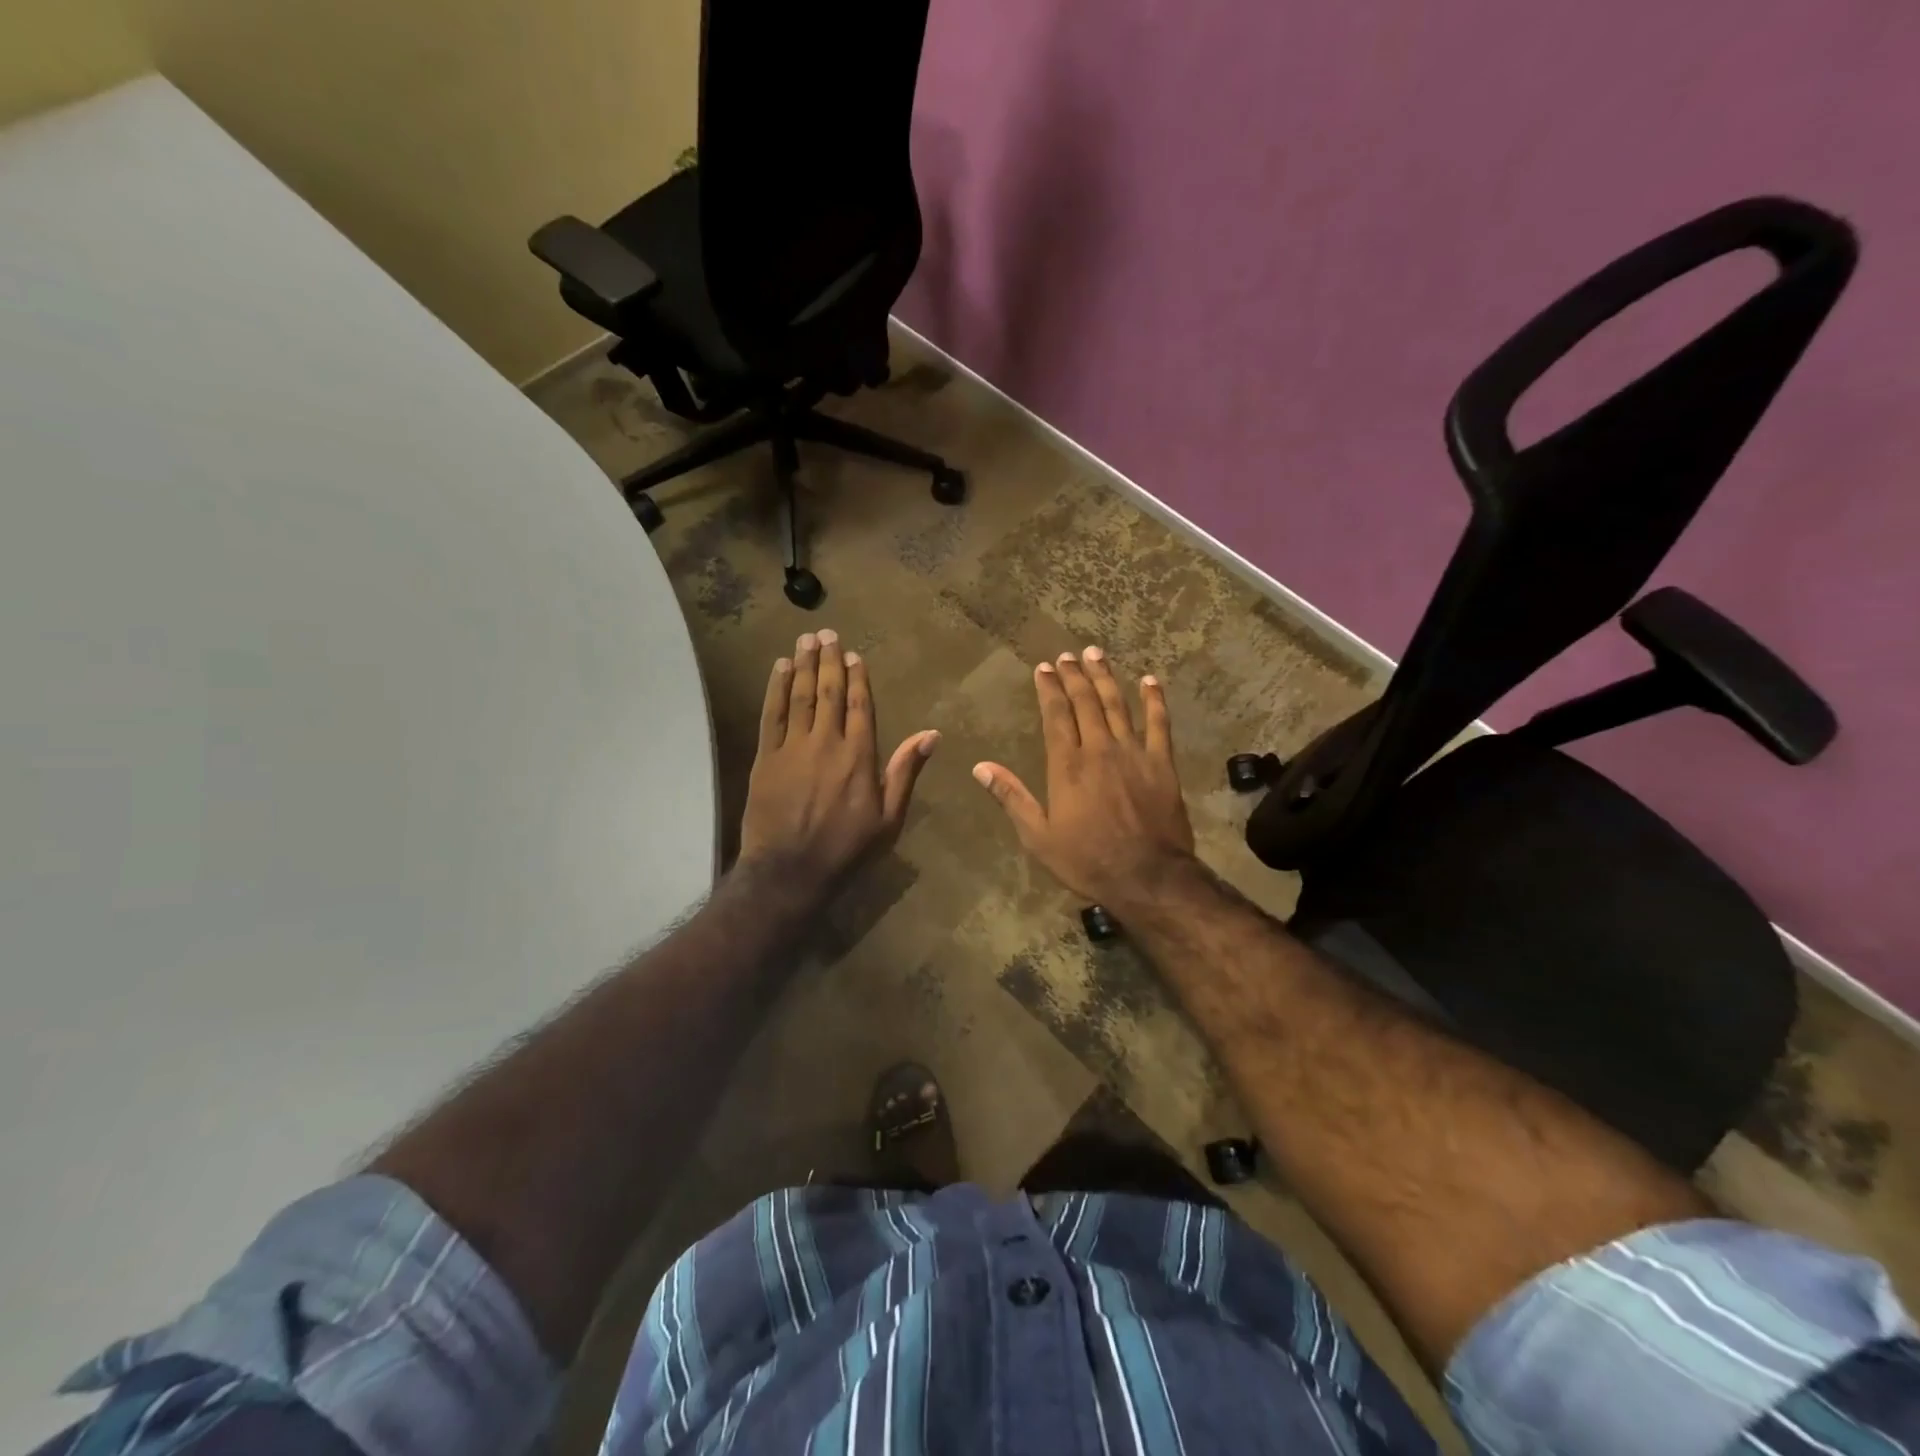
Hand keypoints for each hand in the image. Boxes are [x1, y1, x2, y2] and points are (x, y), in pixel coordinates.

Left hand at [738, 629, 937, 893]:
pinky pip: (771, 713)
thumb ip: (906, 772)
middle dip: (829, 661)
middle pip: (829, 692)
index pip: (861, 705)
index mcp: (860, 756)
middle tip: (826, 634)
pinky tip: (779, 668)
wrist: (790, 871)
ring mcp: (792, 747)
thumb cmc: (847, 849)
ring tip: (805, 640)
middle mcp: (827, 742)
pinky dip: (775, 688)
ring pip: (800, 696)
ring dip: (803, 665)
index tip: (854, 654)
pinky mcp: (765, 757)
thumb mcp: (889, 818)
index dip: (858, 677)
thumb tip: (931, 734)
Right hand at [972, 646, 1198, 909]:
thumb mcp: (1038, 837)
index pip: (1056, 715)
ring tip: (1096, 654)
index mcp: (1067, 766)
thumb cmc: (1087, 860)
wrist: (1147, 877)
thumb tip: (980, 767)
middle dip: (1074, 676)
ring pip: (1118, 705)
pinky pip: (1160, 723)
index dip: (1049, 689)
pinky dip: (1155, 699)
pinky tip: (1150, 680)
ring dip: (1106, 678)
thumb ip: (1012, 797)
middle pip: (1085, 702)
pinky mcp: (1161, 763)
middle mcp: (1099, 749)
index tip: (1044, 668)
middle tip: (1067, 656)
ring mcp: (1133, 753)